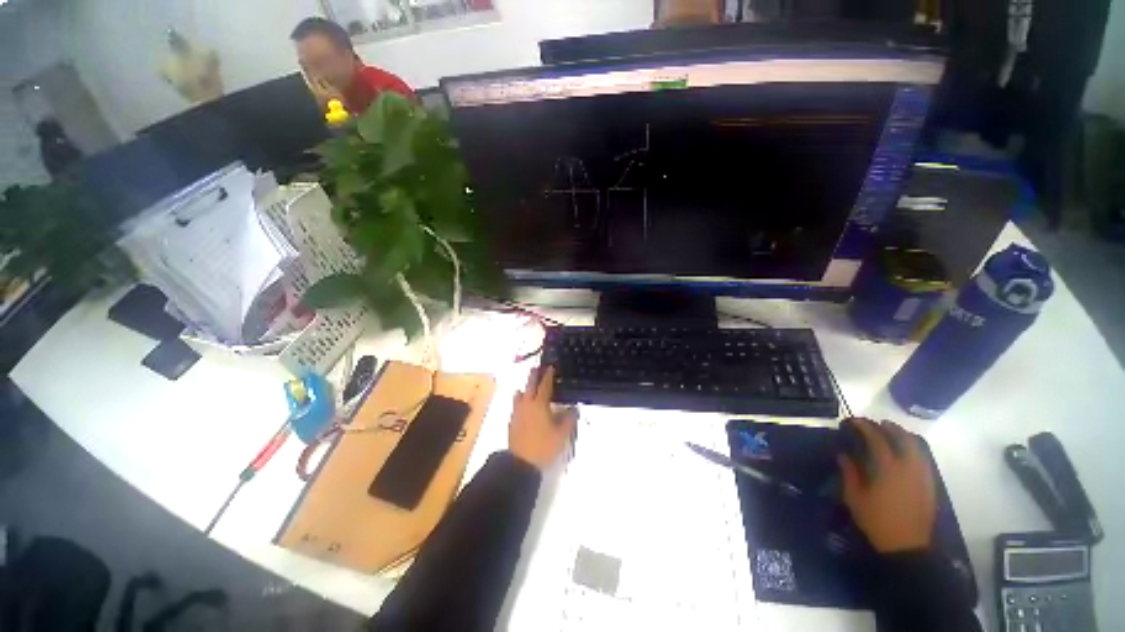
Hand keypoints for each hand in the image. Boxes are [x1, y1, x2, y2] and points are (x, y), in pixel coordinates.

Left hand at [509, 366, 578, 470]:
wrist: (521, 463)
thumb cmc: (544, 446)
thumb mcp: (562, 434)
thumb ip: (569, 419)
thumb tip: (574, 407)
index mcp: (539, 404)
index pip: (545, 385)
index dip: (548, 375)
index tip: (551, 367)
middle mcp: (527, 404)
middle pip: (530, 386)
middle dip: (534, 376)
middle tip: (536, 368)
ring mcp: (517, 413)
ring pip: (520, 395)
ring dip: (525, 388)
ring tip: (527, 386)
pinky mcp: (512, 422)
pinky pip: (516, 405)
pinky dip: (520, 400)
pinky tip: (522, 405)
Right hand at [838, 418, 936, 553]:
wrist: (907, 546)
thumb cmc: (876, 520)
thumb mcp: (854, 497)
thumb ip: (850, 473)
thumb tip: (844, 455)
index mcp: (888, 468)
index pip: (877, 438)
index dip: (865, 426)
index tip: (854, 421)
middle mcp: (909, 467)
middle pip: (903, 438)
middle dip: (889, 427)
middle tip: (875, 424)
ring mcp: (922, 476)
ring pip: (917, 447)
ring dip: (903, 436)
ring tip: (891, 433)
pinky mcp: (929, 485)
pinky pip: (923, 458)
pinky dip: (913, 449)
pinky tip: (905, 453)